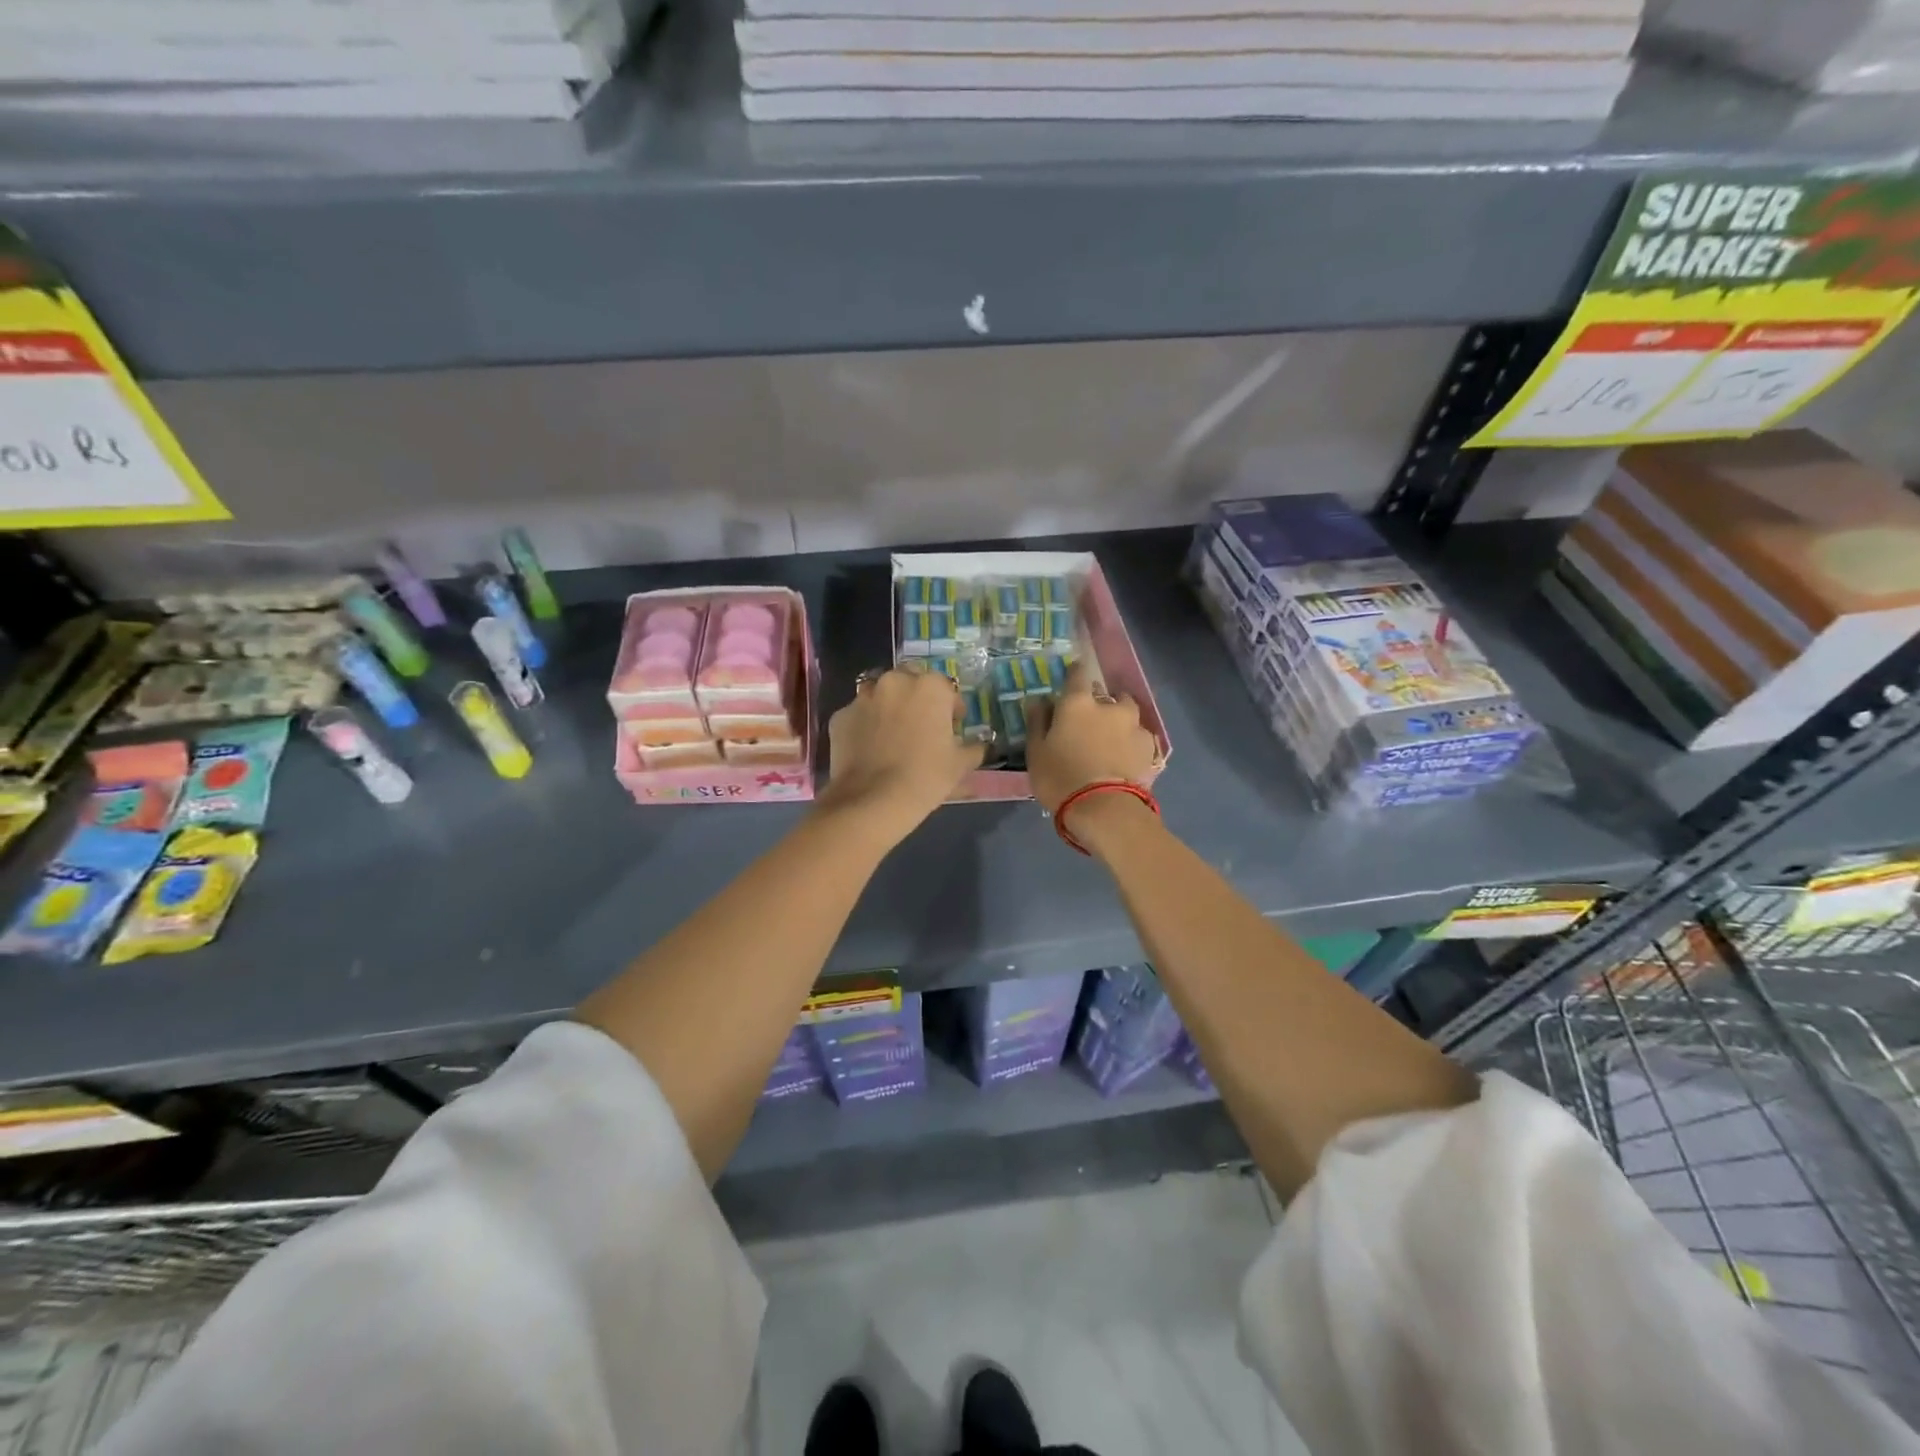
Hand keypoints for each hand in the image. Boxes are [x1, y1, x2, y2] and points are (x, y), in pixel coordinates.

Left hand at [817, 667, 983, 841]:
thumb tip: (981, 746)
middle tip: (921, 726)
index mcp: (930, 687)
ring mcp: (863, 697)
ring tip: (893, 735)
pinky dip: (865, 725)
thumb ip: (975, 749)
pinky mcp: (840, 716)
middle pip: (911, 682)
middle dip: (917, 698)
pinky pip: (858, 715)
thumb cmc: (926, 777)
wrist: (873, 801)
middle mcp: (895, 682)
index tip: (952, 728)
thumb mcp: (960, 765)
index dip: (951, 709)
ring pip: (880, 694)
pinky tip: (870, 748)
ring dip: (889, 707)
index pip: (947, 689)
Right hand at [1025, 662, 1159, 816]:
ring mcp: (1133, 725)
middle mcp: (1109, 706)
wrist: (1104, 808)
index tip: (1071, 676)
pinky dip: (1132, 740)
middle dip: (1100, 700)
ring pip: (1127, 712)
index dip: (1074, 672)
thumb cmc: (1060, 777)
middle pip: (1107, 693)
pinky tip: (1126, 754)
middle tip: (1090, 718)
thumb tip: (1039, 699)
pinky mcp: (1149, 747)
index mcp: (1078, 703)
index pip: (1077, 674)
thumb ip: (1038, 721)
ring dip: (1120, 718)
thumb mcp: (1036, 751)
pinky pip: (1139, 735)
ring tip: (1112, 736)